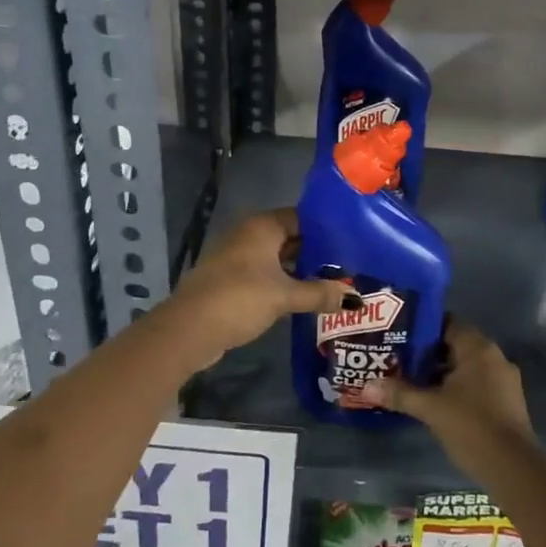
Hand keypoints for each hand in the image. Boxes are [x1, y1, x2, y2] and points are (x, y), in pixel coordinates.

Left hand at [169, 208, 350, 362]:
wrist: (189, 329)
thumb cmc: (239, 299)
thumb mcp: (284, 296)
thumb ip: (320, 294)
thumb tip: (356, 299)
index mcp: (262, 226)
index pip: (302, 218)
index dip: (327, 229)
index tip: (354, 242)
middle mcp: (250, 234)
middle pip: (291, 237)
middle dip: (317, 252)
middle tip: (350, 265)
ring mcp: (238, 258)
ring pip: (278, 258)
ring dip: (301, 270)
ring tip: (334, 282)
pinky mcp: (232, 280)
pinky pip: (266, 274)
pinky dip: (285, 283)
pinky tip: (305, 297)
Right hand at [365, 321, 534, 482]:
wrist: (513, 468)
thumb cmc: (471, 426)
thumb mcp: (431, 408)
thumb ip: (400, 394)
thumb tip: (366, 386)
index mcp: (478, 348)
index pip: (447, 323)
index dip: (422, 328)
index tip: (399, 336)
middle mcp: (494, 356)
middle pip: (455, 344)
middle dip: (428, 353)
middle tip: (399, 359)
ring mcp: (504, 379)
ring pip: (466, 366)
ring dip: (442, 372)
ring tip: (413, 381)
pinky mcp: (507, 401)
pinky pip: (477, 383)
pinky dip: (458, 387)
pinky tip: (437, 402)